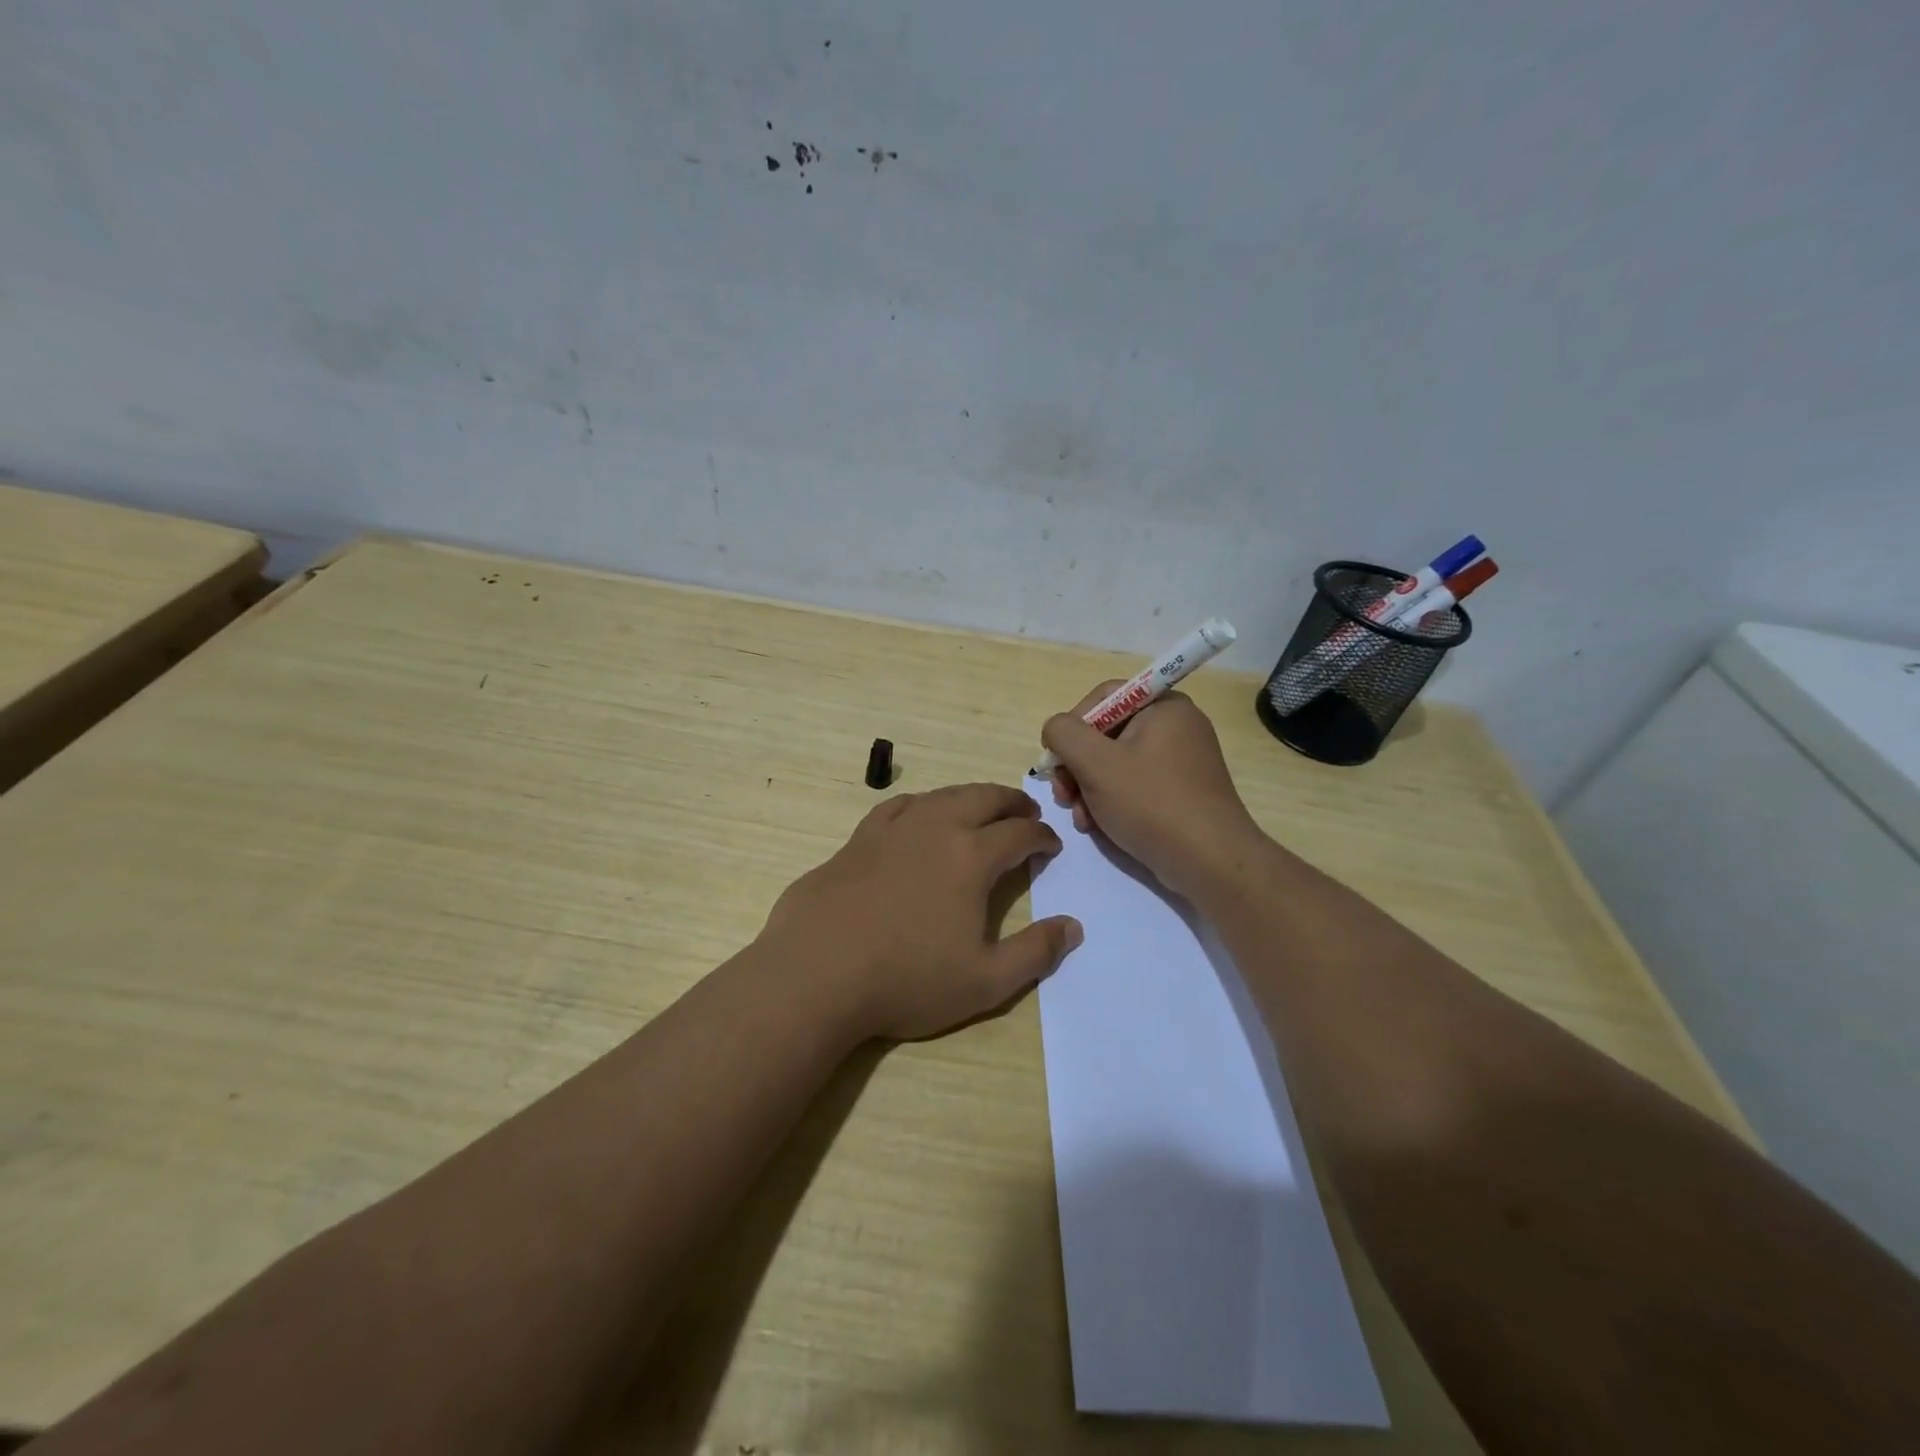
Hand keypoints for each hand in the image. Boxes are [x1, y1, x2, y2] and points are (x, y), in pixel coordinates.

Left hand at [761, 783, 1082, 1040]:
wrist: (817, 973)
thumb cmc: (907, 980)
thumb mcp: (985, 982)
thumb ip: (1035, 953)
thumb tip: (1073, 927)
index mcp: (971, 857)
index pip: (1019, 833)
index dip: (1041, 836)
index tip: (1051, 845)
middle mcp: (935, 829)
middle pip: (983, 798)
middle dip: (1012, 801)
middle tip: (1026, 811)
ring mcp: (893, 829)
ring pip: (942, 795)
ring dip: (970, 797)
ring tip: (981, 808)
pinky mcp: (858, 839)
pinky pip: (899, 806)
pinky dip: (923, 804)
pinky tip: (920, 815)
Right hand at [1042, 685, 1264, 901]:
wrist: (1210, 862)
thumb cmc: (1151, 803)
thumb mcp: (1095, 763)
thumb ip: (1064, 734)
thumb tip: (1056, 730)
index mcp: (1163, 706)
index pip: (1104, 697)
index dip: (1073, 725)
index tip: (1057, 759)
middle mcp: (1176, 726)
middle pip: (1107, 733)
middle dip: (1077, 766)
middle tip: (1063, 795)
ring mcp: (1181, 761)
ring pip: (1116, 763)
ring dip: (1088, 788)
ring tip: (1080, 818)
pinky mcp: (1181, 791)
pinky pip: (1134, 784)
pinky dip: (1111, 801)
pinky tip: (1097, 826)